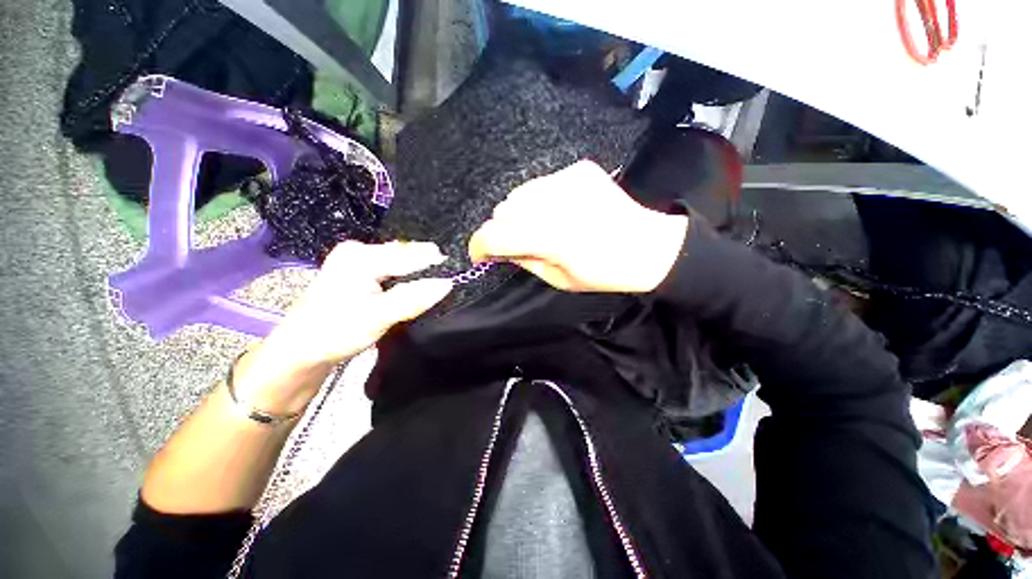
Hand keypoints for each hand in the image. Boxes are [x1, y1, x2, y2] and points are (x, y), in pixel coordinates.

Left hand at [233, 241, 452, 413]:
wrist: (299, 353)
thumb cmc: (334, 331)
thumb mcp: (377, 316)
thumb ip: (413, 298)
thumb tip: (447, 284)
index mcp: (360, 256)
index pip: (408, 254)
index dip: (434, 261)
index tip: (460, 267)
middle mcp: (358, 252)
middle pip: (403, 255)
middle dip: (427, 265)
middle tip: (454, 273)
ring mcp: (357, 264)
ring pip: (398, 264)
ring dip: (418, 272)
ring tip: (441, 278)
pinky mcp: (358, 277)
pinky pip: (391, 273)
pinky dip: (407, 279)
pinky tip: (418, 285)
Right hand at [469, 160, 688, 292]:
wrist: (645, 246)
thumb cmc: (603, 273)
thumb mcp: (558, 280)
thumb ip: (524, 260)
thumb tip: (500, 248)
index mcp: (552, 238)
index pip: (495, 235)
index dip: (479, 245)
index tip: (479, 254)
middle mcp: (557, 203)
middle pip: (503, 210)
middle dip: (503, 230)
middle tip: (518, 243)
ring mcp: (569, 180)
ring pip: (519, 194)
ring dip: (520, 213)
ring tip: (539, 225)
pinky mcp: (579, 169)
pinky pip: (541, 183)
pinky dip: (540, 198)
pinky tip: (558, 210)